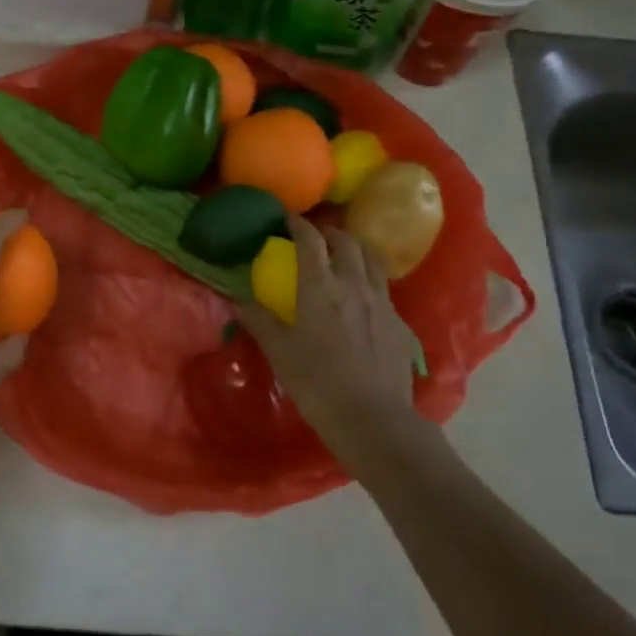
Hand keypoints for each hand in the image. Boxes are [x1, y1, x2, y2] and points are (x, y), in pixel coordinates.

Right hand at [238, 215, 422, 453]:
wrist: (373, 417)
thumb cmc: (317, 383)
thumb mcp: (279, 352)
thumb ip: (259, 321)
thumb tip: (237, 300)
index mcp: (321, 287)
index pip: (311, 241)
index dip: (298, 224)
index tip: (287, 218)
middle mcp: (354, 284)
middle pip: (346, 242)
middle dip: (329, 232)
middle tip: (315, 235)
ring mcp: (381, 302)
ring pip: (371, 259)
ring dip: (354, 248)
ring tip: (343, 254)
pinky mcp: (398, 322)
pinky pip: (383, 286)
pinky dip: (369, 276)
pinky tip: (362, 294)